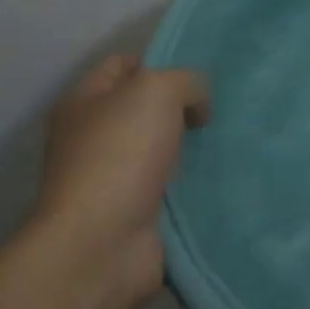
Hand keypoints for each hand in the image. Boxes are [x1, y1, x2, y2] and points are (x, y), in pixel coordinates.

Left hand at [32, 55, 209, 308]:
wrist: (101, 246)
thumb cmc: (120, 154)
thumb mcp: (158, 90)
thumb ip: (186, 82)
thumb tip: (196, 106)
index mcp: (82, 103)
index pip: (122, 65)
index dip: (159, 62)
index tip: (197, 75)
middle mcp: (90, 138)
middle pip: (144, 109)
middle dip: (181, 107)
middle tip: (218, 108)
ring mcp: (110, 179)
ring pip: (160, 149)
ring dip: (190, 147)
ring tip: (227, 138)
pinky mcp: (132, 214)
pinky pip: (170, 187)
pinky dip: (192, 184)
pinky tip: (220, 174)